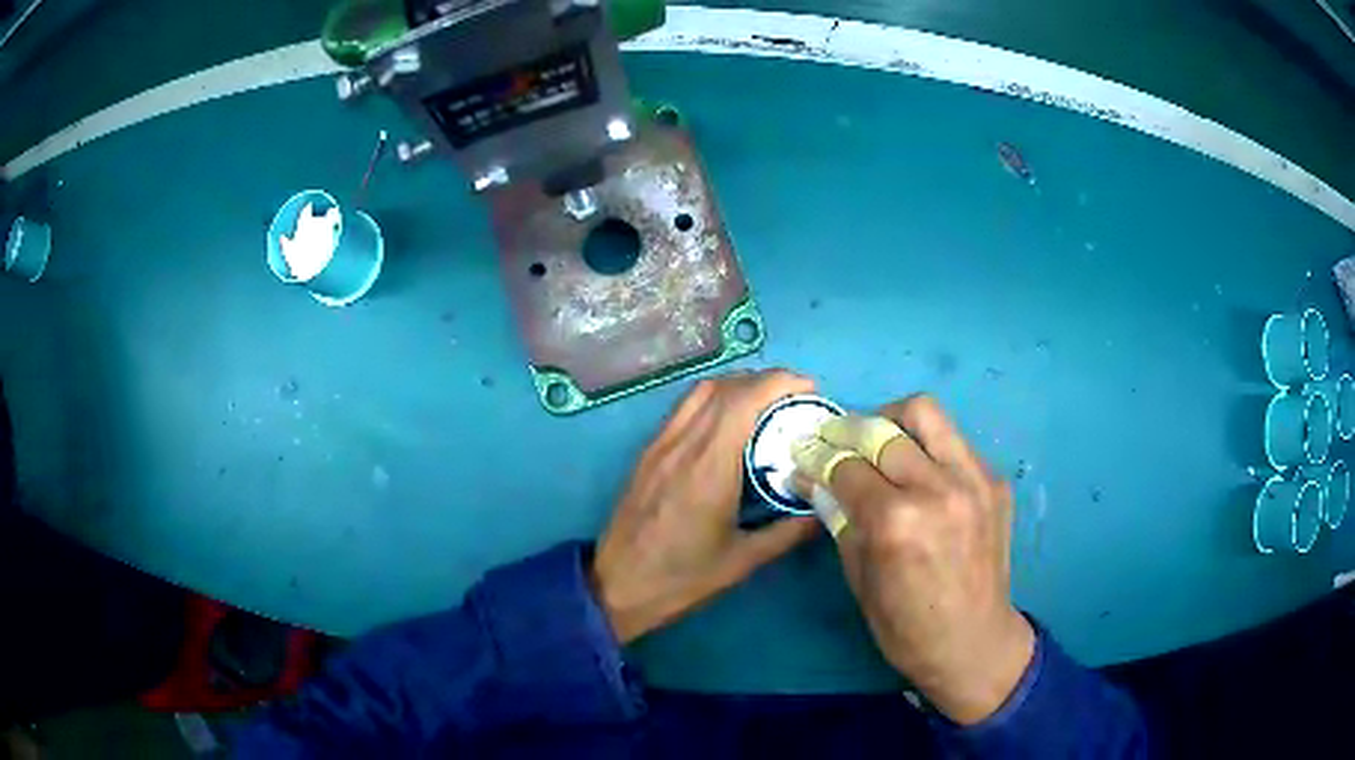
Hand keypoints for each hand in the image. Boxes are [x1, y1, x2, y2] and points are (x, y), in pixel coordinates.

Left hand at [592, 370, 821, 643]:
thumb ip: (788, 532)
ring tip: (766, 405)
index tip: (809, 388)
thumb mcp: (742, 561)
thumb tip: (824, 510)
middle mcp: (682, 444)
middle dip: (764, 381)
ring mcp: (660, 445)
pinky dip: (713, 401)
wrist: (616, 586)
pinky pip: (683, 409)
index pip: (743, 400)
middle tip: (795, 397)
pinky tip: (730, 425)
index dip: (779, 382)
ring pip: (699, 393)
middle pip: (723, 387)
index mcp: (708, 466)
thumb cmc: (681, 578)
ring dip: (736, 386)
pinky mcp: (648, 453)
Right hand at [799, 395, 1034, 724]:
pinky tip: (920, 473)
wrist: (974, 642)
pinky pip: (954, 441)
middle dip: (847, 431)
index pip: (846, 466)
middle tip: (834, 443)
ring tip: (878, 442)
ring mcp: (973, 479)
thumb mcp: (858, 577)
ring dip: (891, 420)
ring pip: (925, 412)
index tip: (803, 454)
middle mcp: (937, 488)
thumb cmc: (905, 626)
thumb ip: (838, 517)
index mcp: (896, 521)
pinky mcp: (996, 480)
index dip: (817, 458)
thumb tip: (810, 478)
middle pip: (880, 428)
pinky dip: (928, 447)